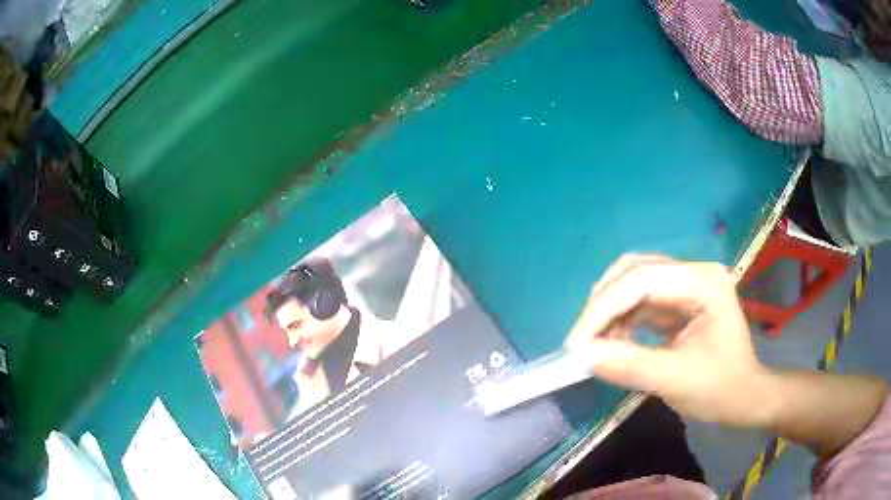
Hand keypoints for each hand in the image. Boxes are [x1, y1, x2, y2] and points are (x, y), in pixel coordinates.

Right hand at [564, 254, 774, 426]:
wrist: (744, 396)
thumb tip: (583, 356)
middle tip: (581, 341)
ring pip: (633, 282)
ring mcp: (686, 284)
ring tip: (594, 342)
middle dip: (603, 304)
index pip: (642, 280)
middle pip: (634, 271)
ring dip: (608, 310)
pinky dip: (620, 318)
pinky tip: (613, 340)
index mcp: (703, 282)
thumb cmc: (720, 389)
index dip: (603, 309)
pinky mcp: (678, 300)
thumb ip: (630, 366)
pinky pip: (640, 300)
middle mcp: (694, 272)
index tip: (576, 344)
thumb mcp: (676, 380)